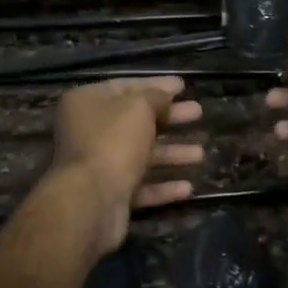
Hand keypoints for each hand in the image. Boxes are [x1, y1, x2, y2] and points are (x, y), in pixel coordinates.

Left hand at [50, 76, 203, 254]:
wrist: (91, 201)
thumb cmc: (114, 142)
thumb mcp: (138, 108)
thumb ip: (156, 95)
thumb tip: (167, 90)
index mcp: (86, 103)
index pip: (125, 87)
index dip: (156, 86)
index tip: (183, 87)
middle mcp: (87, 132)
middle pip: (135, 121)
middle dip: (169, 118)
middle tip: (198, 113)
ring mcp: (97, 166)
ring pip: (140, 155)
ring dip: (171, 153)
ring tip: (201, 153)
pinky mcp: (108, 195)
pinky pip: (140, 186)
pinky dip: (162, 186)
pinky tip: (188, 188)